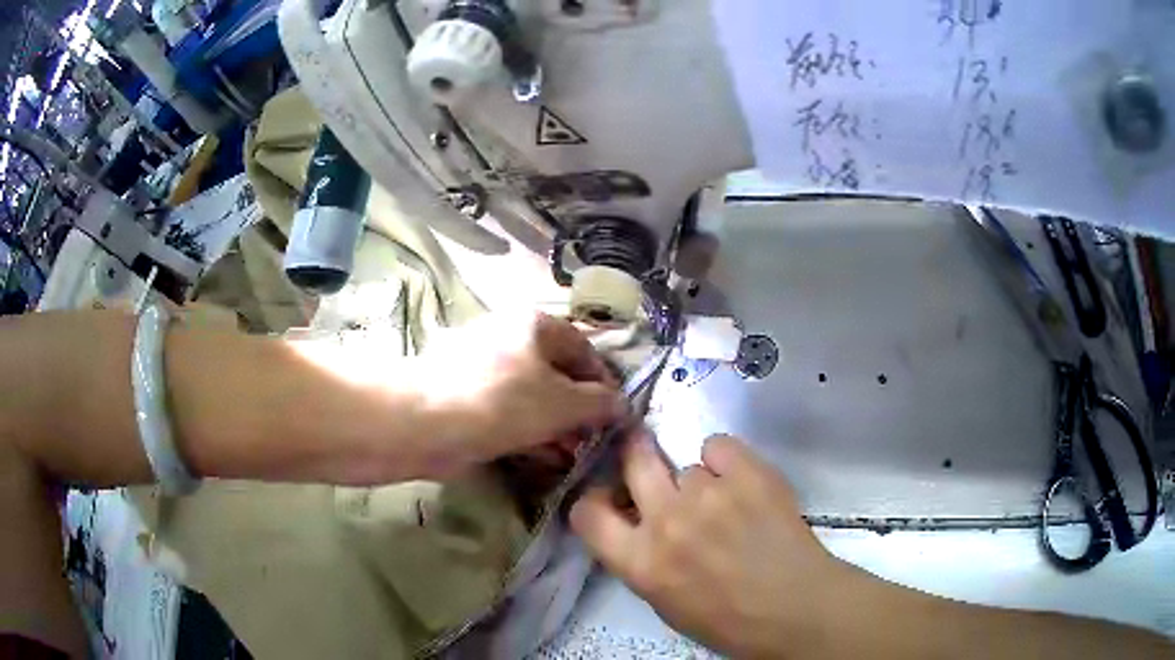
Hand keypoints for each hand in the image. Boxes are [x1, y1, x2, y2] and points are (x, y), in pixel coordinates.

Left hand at [406, 313, 623, 473]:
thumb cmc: (500, 402)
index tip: (616, 415)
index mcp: (533, 324)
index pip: (582, 347)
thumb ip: (600, 403)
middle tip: (592, 441)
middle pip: (555, 373)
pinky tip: (540, 458)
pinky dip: (526, 433)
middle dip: (579, 410)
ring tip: (571, 456)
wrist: (423, 423)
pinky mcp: (464, 397)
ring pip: (531, 397)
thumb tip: (623, 406)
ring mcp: (482, 368)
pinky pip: (506, 413)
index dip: (604, 381)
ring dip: (555, 426)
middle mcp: (507, 338)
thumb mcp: (563, 403)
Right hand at [570, 432, 853, 657]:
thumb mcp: (666, 602)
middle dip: (637, 456)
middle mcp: (666, 521)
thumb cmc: (729, 620)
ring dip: (700, 480)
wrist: (796, 607)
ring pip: (687, 464)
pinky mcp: (747, 471)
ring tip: (728, 503)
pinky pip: (718, 445)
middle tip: (651, 461)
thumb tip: (641, 524)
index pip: (586, 513)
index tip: (612, 497)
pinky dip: (727, 461)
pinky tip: (744, 483)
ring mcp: (707, 493)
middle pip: (633, 460)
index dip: (595, 500)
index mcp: (640, 563)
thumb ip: (644, 559)